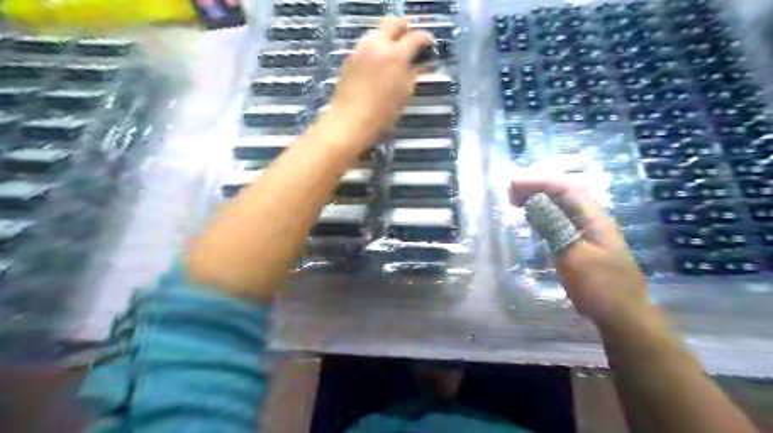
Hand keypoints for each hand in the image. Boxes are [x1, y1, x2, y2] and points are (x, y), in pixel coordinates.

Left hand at [329, 16, 431, 142]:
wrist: (350, 121)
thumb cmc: (383, 113)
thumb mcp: (405, 94)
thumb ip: (413, 74)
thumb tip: (421, 65)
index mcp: (396, 54)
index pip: (416, 37)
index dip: (426, 38)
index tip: (430, 43)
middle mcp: (378, 45)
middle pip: (393, 24)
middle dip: (405, 28)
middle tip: (411, 38)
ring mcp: (360, 50)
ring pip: (377, 32)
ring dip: (387, 37)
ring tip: (394, 50)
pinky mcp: (349, 59)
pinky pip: (365, 45)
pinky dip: (375, 48)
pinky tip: (377, 62)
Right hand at [512, 178, 654, 331]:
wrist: (624, 319)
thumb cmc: (600, 287)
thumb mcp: (574, 256)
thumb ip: (554, 227)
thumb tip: (533, 202)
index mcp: (594, 219)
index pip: (565, 189)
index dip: (538, 182)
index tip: (512, 185)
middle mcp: (592, 221)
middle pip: (563, 196)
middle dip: (537, 189)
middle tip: (510, 193)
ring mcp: (588, 235)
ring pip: (561, 209)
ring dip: (539, 201)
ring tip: (516, 202)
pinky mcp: (582, 248)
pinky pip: (559, 224)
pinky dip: (543, 217)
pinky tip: (533, 221)